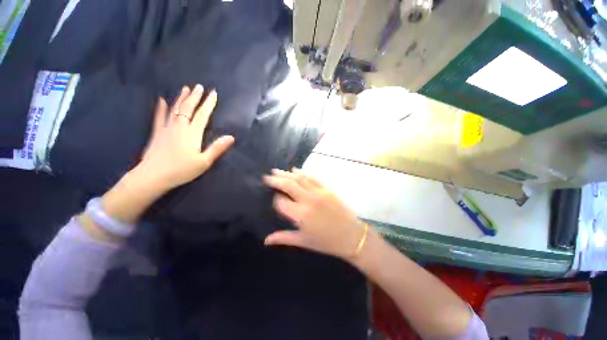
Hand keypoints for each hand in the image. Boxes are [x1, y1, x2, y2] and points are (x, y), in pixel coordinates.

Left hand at [135, 84, 234, 190]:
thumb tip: (231, 137)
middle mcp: (180, 127)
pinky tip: (162, 100)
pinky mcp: (157, 133)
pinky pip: (159, 117)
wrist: (153, 176)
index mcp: (193, 133)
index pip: (202, 115)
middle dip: (195, 97)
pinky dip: (161, 108)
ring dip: (181, 98)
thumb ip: (217, 148)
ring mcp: (167, 128)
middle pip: (188, 108)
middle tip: (199, 87)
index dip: (209, 104)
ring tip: (185, 88)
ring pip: (175, 110)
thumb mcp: (204, 161)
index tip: (213, 93)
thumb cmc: (182, 170)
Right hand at [263, 169, 365, 259]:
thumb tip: (266, 240)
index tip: (274, 198)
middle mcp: (308, 200)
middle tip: (267, 177)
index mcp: (301, 215)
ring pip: (299, 178)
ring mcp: (318, 192)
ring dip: (286, 173)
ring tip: (276, 171)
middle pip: (288, 185)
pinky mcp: (327, 188)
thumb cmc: (327, 242)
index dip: (275, 199)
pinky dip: (302, 172)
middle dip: (276, 179)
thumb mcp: (303, 241)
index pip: (281, 202)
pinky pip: (312, 177)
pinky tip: (295, 170)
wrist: (352, 236)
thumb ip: (283, 238)